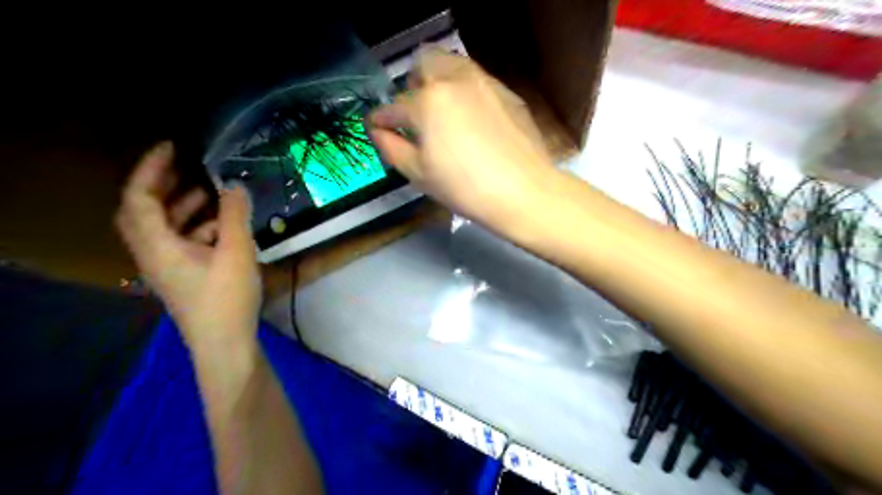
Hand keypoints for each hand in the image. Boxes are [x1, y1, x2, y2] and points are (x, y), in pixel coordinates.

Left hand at [114, 140, 258, 352]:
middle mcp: (153, 254)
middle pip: (142, 212)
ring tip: (208, 191)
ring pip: (162, 228)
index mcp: (158, 245)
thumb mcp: (237, 252)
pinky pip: (179, 242)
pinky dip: (195, 226)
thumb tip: (233, 185)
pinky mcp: (182, 277)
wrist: (225, 343)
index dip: (151, 169)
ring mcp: (167, 267)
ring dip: (180, 206)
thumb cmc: (227, 298)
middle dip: (160, 185)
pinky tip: (222, 226)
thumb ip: (234, 216)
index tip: (172, 148)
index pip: (139, 198)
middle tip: (184, 167)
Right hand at [370, 48, 560, 232]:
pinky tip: (472, 117)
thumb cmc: (465, 188)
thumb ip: (393, 149)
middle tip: (414, 110)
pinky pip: (478, 81)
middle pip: (425, 62)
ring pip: (454, 64)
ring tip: (442, 109)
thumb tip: (377, 132)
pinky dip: (466, 91)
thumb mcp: (420, 175)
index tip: (376, 126)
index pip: (394, 107)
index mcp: (427, 102)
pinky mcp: (507, 93)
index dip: (381, 119)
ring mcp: (485, 83)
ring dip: (440, 79)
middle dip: (412, 83)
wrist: (524, 192)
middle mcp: (455, 81)